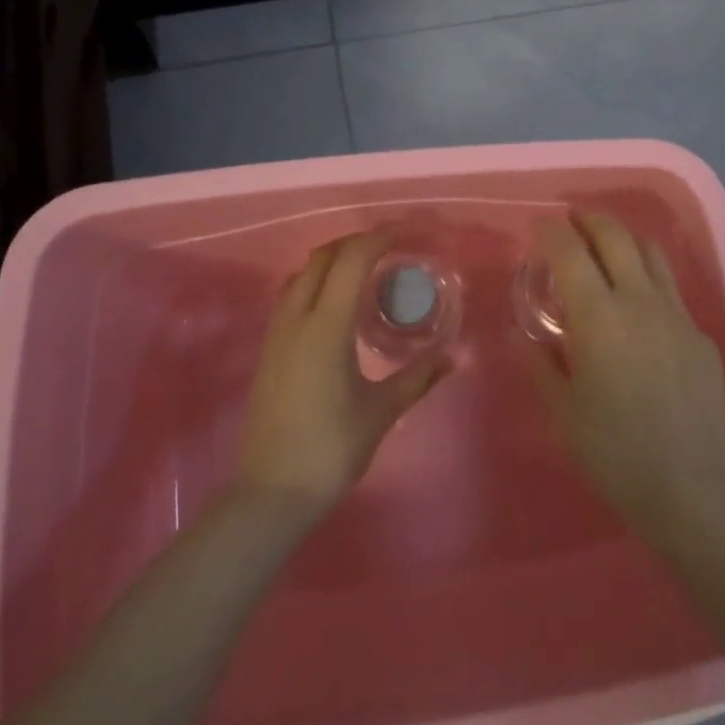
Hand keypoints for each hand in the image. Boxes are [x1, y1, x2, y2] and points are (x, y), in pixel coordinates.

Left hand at [237, 230, 452, 518]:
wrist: (271, 492)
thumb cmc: (330, 450)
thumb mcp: (381, 411)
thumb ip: (418, 377)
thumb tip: (455, 356)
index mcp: (325, 326)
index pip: (352, 260)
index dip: (380, 237)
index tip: (409, 233)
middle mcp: (296, 318)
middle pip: (323, 256)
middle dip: (358, 242)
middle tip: (392, 249)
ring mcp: (277, 332)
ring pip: (303, 272)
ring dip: (334, 260)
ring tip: (367, 271)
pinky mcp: (269, 348)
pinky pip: (292, 293)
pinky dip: (317, 280)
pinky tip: (338, 304)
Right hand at [527, 210, 724, 542]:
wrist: (689, 488)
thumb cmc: (614, 452)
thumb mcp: (564, 410)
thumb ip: (542, 364)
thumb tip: (526, 337)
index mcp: (599, 317)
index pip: (570, 251)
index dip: (551, 231)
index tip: (539, 226)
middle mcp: (640, 301)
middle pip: (615, 236)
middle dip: (589, 219)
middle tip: (572, 221)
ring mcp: (677, 314)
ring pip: (652, 253)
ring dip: (624, 239)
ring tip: (607, 246)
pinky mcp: (701, 334)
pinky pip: (672, 291)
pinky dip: (648, 279)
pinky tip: (639, 307)